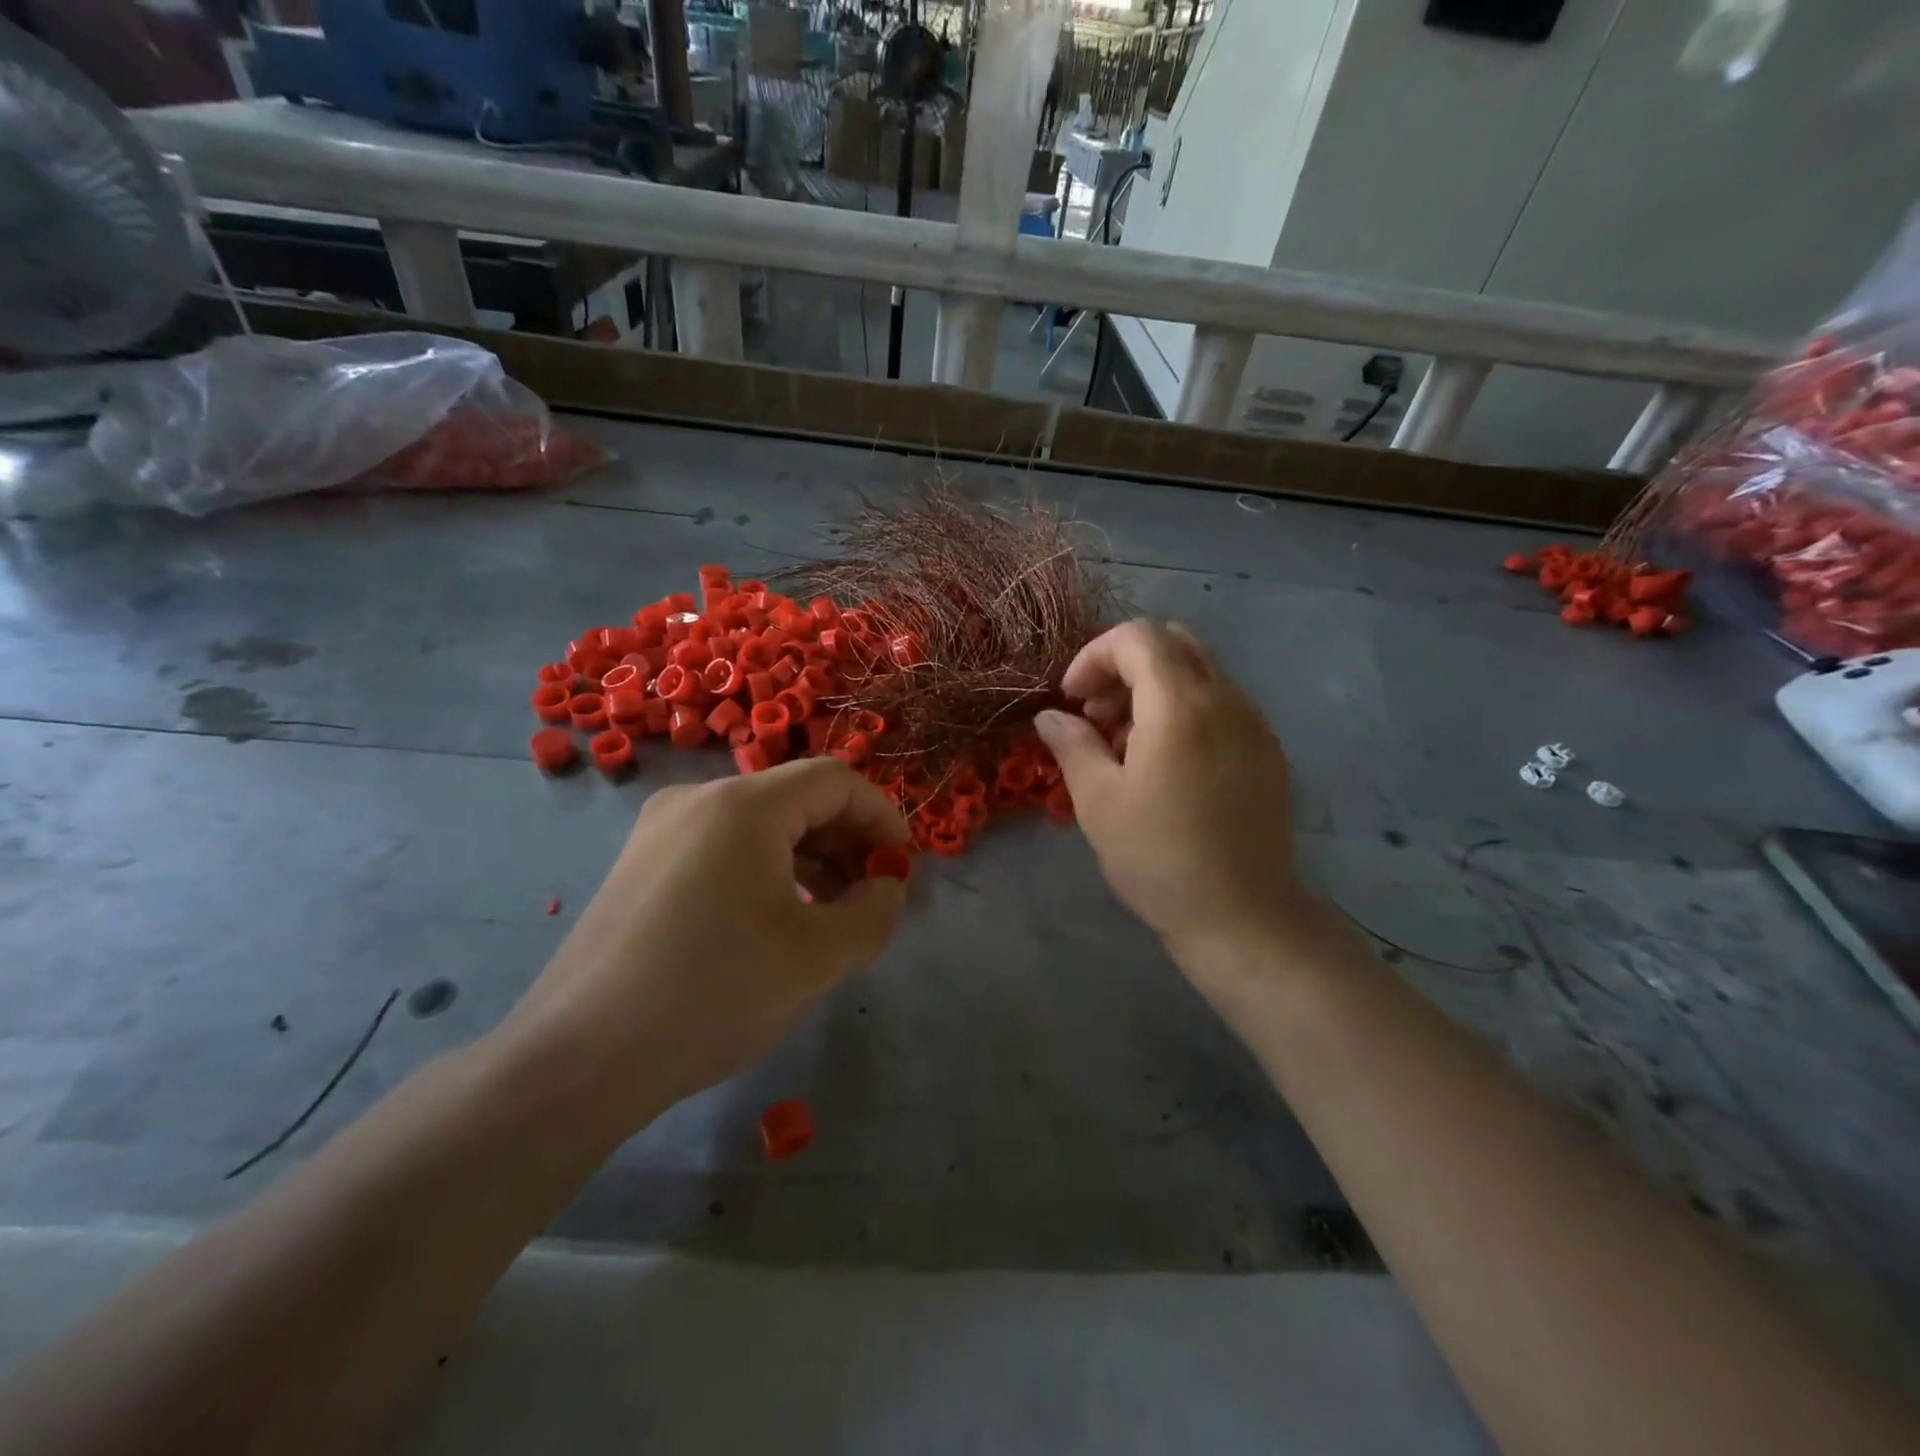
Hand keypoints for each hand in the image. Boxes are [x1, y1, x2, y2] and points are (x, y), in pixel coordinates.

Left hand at [495, 759, 909, 1133]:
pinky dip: (767, 872)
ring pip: (760, 826)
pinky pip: (723, 849)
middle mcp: (697, 800)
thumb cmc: (712, 993)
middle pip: (797, 798)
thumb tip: (886, 886)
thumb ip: (874, 912)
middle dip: (847, 842)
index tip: (901, 866)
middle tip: (871, 897)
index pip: (835, 780)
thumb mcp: (817, 956)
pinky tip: (776, 922)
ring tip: (830, 916)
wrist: (579, 1059)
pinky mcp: (641, 866)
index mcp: (743, 806)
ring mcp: (661, 831)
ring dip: (810, 859)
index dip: (881, 816)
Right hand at [1036, 621, 1308, 982]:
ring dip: (1155, 685)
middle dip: (1125, 663)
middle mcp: (1226, 699)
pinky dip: (1185, 707)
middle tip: (1097, 712)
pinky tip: (1166, 759)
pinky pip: (1222, 702)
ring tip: (1125, 740)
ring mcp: (1255, 723)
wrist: (1243, 916)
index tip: (1072, 699)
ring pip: (1201, 671)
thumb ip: (1072, 745)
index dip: (1094, 656)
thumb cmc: (1158, 859)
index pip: (1138, 637)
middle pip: (1174, 642)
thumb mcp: (1098, 802)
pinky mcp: (1268, 750)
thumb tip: (1051, 716)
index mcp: (1181, 706)